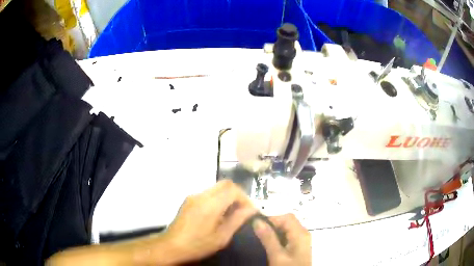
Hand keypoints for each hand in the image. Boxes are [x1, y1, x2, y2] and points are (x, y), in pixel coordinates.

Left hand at [165, 180, 257, 262]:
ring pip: (216, 188)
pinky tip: (218, 214)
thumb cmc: (198, 245)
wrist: (172, 246)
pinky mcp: (188, 200)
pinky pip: (208, 194)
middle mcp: (201, 195)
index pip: (233, 189)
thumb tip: (252, 209)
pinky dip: (218, 199)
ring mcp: (193, 196)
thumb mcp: (222, 237)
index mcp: (210, 204)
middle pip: (225, 184)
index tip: (249, 210)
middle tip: (242, 209)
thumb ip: (237, 220)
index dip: (245, 198)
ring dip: (227, 196)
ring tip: (231, 214)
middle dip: (237, 194)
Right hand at [253, 213, 311, 265]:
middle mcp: (303, 234)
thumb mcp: (276, 255)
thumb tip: (257, 221)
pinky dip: (278, 237)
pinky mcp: (298, 246)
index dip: (271, 219)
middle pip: (287, 221)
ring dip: (274, 231)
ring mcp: (302, 240)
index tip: (256, 226)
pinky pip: (288, 236)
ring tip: (260, 238)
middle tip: (257, 233)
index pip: (286, 217)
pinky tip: (269, 244)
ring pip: (287, 228)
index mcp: (300, 233)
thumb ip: (268, 238)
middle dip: (272, 224)